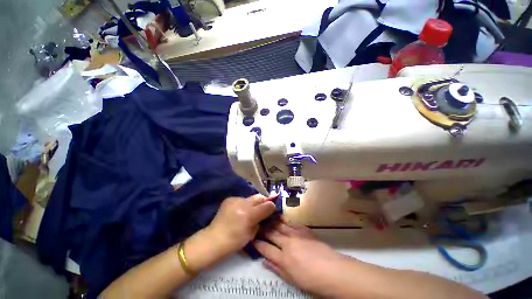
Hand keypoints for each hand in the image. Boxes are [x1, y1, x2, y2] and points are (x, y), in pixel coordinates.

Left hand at [207, 194, 276, 255]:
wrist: (214, 240)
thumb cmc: (234, 241)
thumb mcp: (252, 233)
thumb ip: (261, 221)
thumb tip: (267, 212)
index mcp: (249, 215)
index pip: (267, 205)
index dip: (271, 206)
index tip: (272, 209)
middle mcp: (243, 203)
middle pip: (259, 197)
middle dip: (262, 202)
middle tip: (262, 209)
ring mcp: (235, 199)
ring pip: (250, 198)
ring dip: (252, 204)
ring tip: (248, 211)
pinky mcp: (229, 199)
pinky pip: (241, 200)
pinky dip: (243, 204)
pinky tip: (239, 211)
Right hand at [254, 219, 345, 294]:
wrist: (332, 270)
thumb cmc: (311, 280)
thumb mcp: (291, 279)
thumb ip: (277, 268)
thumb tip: (264, 261)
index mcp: (283, 258)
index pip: (266, 248)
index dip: (258, 243)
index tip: (252, 238)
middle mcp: (287, 243)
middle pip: (272, 234)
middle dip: (263, 229)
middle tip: (257, 224)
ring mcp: (296, 235)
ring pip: (280, 225)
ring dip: (272, 221)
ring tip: (266, 218)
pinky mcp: (304, 230)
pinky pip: (291, 222)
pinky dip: (284, 219)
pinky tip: (280, 217)